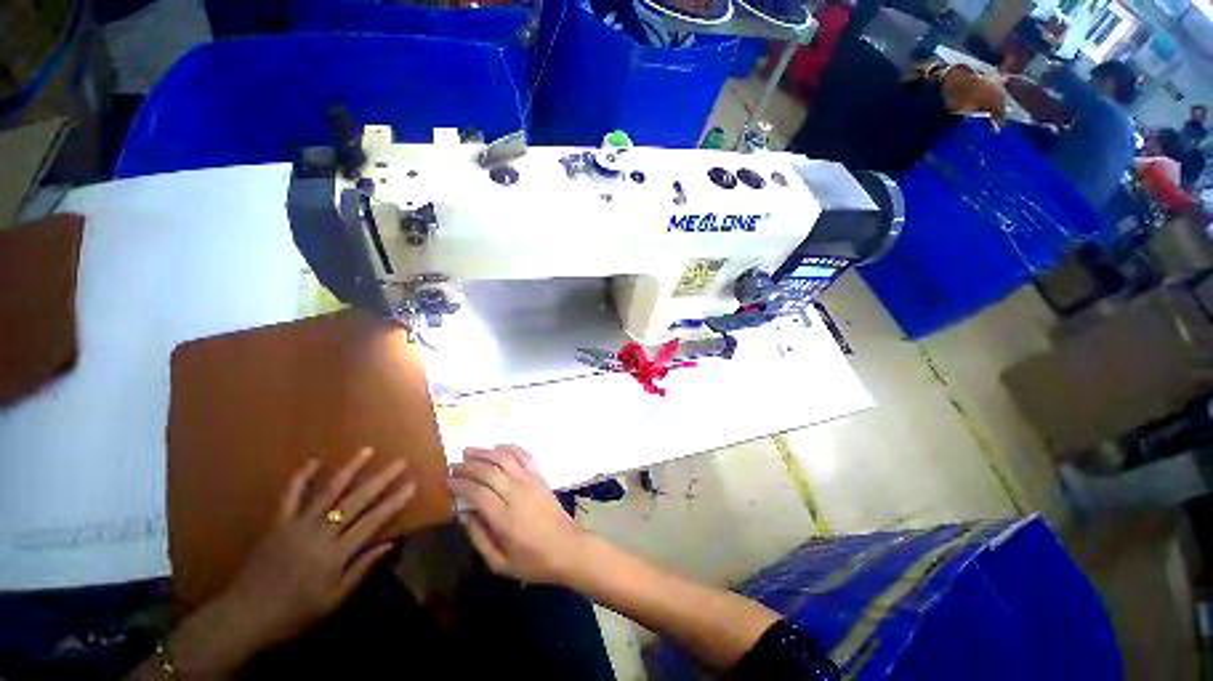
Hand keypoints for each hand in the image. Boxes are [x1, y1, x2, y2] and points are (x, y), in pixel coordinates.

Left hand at [162, 449, 415, 675]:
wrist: (243, 616)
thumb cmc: (293, 613)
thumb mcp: (333, 600)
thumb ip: (361, 569)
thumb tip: (391, 543)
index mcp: (335, 553)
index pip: (373, 521)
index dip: (394, 502)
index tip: (411, 484)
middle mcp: (320, 532)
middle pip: (356, 501)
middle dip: (381, 480)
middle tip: (400, 462)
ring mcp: (297, 524)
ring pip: (328, 491)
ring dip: (350, 469)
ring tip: (367, 450)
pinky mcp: (277, 522)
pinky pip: (290, 495)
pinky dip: (301, 477)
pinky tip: (314, 460)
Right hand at [447, 446, 584, 583]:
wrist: (568, 547)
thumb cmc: (533, 561)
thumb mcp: (500, 563)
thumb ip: (479, 538)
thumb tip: (463, 514)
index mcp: (505, 518)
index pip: (477, 493)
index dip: (460, 484)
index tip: (447, 480)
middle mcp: (517, 494)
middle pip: (489, 472)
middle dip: (469, 466)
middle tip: (453, 465)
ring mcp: (531, 482)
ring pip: (506, 459)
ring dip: (486, 452)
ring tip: (469, 450)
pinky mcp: (541, 477)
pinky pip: (525, 456)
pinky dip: (511, 448)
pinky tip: (498, 447)